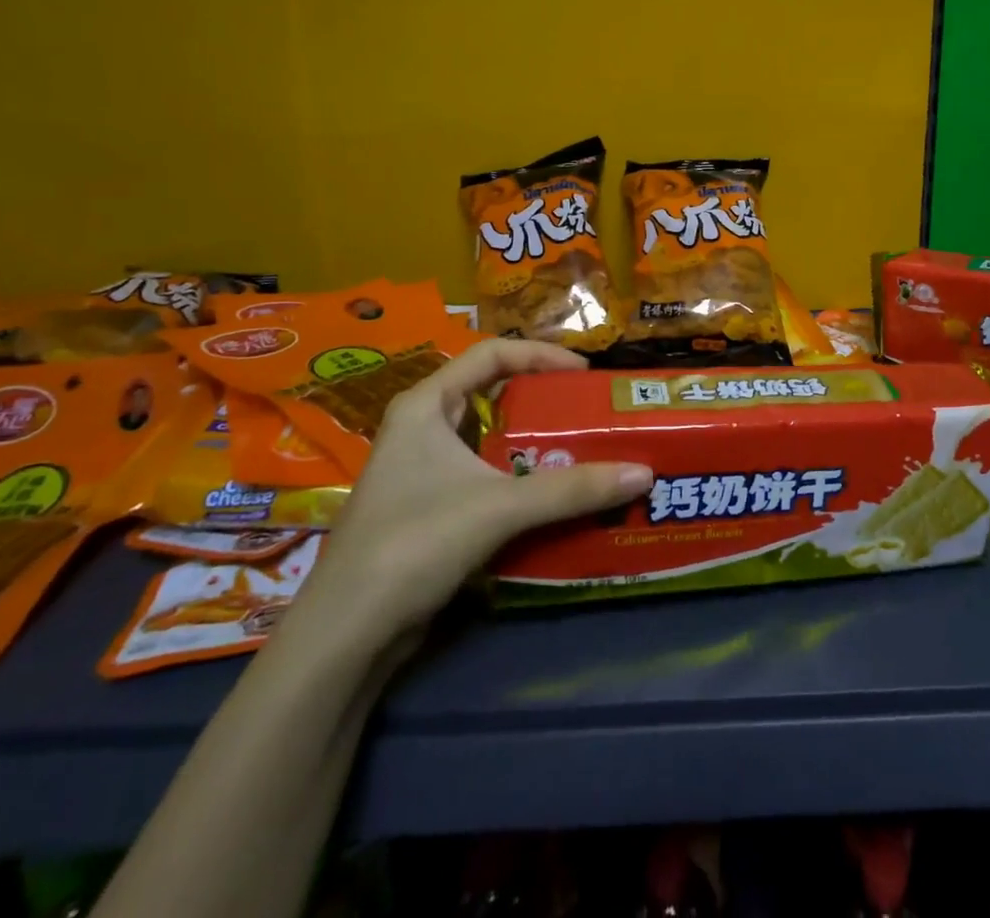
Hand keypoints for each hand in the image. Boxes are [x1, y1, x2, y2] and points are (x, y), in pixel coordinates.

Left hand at [303, 340, 651, 638]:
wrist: (345, 635)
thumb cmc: (414, 543)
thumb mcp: (499, 508)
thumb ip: (572, 489)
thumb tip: (644, 472)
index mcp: (425, 404)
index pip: (491, 354)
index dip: (541, 356)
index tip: (584, 375)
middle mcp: (421, 427)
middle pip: (491, 393)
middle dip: (542, 399)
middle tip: (589, 412)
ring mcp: (421, 470)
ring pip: (489, 438)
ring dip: (533, 442)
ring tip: (580, 450)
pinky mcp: (428, 508)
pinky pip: (484, 475)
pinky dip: (518, 478)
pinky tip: (550, 496)